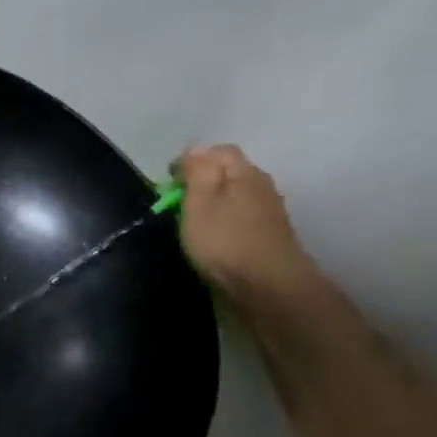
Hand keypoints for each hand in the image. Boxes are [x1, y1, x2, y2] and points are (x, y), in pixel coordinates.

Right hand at [173, 144, 319, 306]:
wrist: (267, 287)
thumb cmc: (225, 240)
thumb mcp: (200, 200)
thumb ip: (197, 171)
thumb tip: (195, 149)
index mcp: (245, 172)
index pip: (218, 151)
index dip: (191, 161)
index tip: (169, 183)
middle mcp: (261, 187)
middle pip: (228, 173)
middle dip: (201, 183)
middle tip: (177, 205)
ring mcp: (268, 214)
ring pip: (234, 198)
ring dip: (212, 205)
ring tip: (191, 225)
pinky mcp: (266, 238)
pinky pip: (239, 220)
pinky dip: (222, 224)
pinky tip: (212, 240)